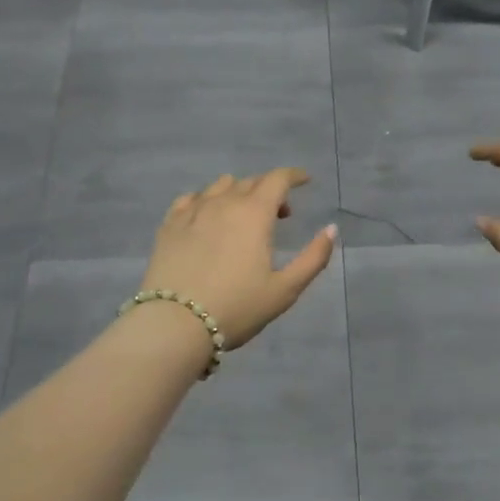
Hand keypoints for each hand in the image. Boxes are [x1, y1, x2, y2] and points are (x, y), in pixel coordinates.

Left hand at [141, 169, 337, 348]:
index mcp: (254, 213)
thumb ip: (313, 258)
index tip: (304, 181)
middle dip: (269, 190)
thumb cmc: (237, 308)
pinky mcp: (169, 225)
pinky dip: (206, 201)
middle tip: (279, 214)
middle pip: (250, 182)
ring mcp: (192, 212)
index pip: (277, 179)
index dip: (294, 176)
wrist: (175, 324)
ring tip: (243, 215)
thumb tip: (331, 229)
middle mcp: (223, 203)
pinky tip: (207, 217)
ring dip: (238, 193)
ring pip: (219, 186)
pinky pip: (190, 199)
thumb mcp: (285, 290)